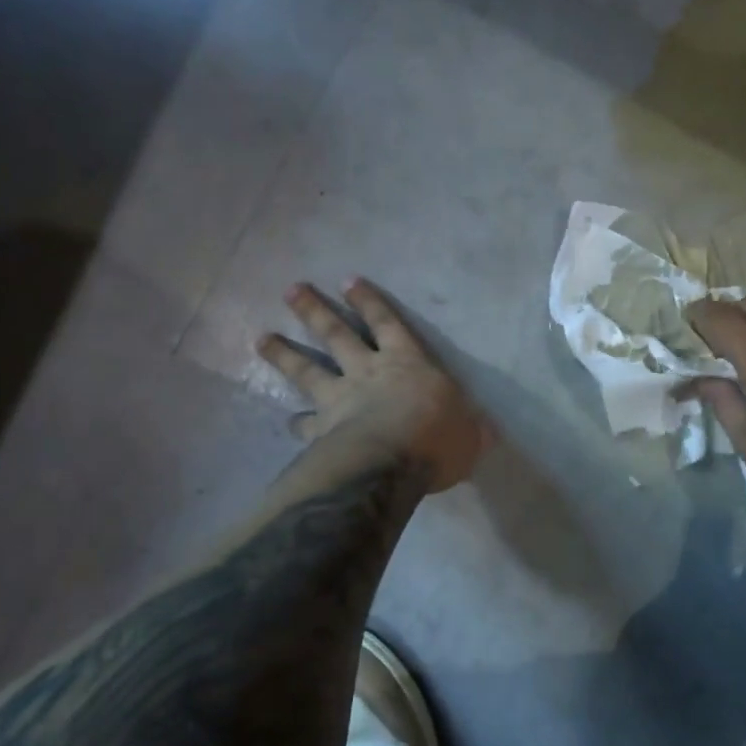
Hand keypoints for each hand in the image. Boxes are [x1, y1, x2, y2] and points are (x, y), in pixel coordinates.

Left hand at [259, 280, 491, 492]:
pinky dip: (297, 421)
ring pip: (307, 370)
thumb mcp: (470, 433)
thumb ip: (471, 429)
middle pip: (336, 334)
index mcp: (407, 363)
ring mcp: (339, 399)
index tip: (348, 281)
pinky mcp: (322, 430)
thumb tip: (484, 431)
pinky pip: (305, 423)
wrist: (391, 463)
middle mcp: (368, 372)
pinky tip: (288, 421)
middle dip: (314, 310)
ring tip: (262, 339)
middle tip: (290, 290)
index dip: (369, 302)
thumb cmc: (437, 439)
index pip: (387, 323)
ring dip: (284, 354)